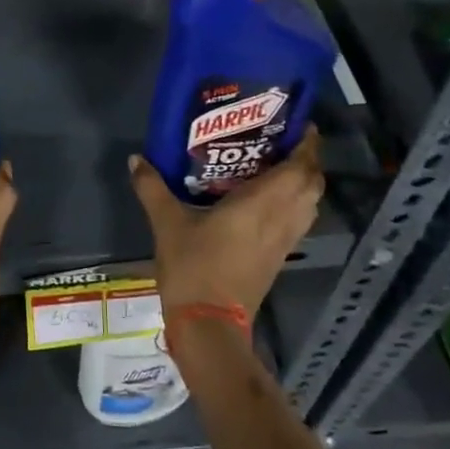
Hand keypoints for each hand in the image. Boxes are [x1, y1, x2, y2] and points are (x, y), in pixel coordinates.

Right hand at [128, 131, 324, 319]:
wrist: (209, 326)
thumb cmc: (194, 268)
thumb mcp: (167, 223)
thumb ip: (153, 187)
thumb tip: (136, 159)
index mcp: (262, 204)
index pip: (301, 168)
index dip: (307, 144)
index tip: (296, 122)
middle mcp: (281, 219)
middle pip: (312, 184)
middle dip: (306, 160)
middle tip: (280, 140)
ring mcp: (283, 242)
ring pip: (308, 204)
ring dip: (301, 182)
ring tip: (274, 164)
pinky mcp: (278, 258)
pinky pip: (296, 221)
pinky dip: (291, 204)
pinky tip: (264, 199)